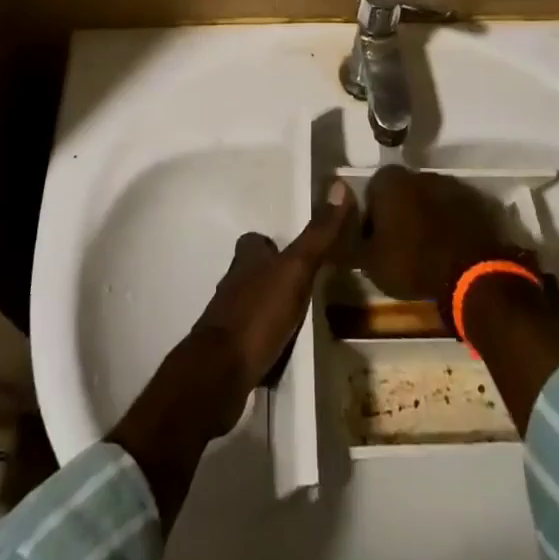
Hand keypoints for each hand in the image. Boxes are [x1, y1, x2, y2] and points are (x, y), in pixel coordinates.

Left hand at [185, 180, 355, 433]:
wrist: (220, 373)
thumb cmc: (259, 313)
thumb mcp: (296, 269)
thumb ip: (318, 234)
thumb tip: (339, 186)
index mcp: (246, 260)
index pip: (255, 241)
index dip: (271, 243)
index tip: (294, 250)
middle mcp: (232, 284)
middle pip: (251, 272)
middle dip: (272, 275)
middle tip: (301, 285)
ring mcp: (226, 319)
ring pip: (249, 303)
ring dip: (268, 307)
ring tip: (295, 318)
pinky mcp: (227, 352)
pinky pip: (248, 337)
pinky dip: (262, 339)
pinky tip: (278, 349)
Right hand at [361, 166, 522, 308]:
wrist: (472, 272)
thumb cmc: (412, 262)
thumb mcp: (369, 261)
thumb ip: (347, 241)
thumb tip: (330, 229)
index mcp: (390, 181)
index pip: (371, 192)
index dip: (370, 219)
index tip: (375, 243)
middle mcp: (420, 173)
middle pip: (401, 193)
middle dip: (399, 214)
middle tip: (400, 247)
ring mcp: (451, 185)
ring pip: (429, 200)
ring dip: (426, 218)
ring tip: (427, 251)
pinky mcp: (476, 201)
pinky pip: (454, 211)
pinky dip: (450, 225)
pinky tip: (450, 250)